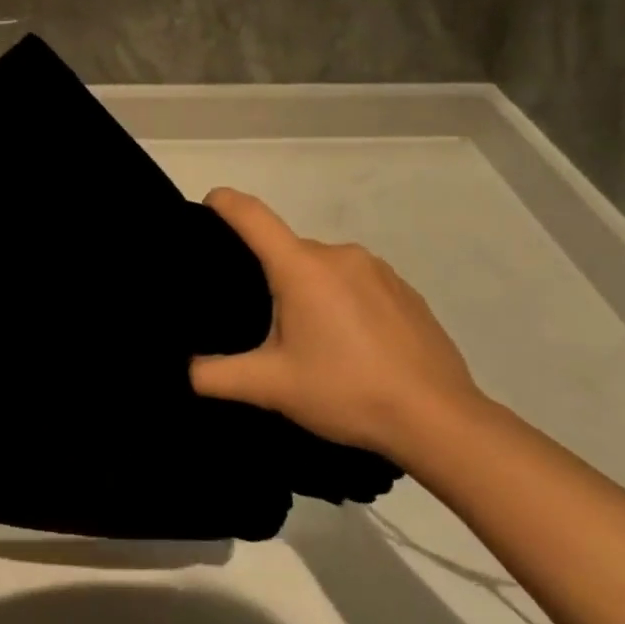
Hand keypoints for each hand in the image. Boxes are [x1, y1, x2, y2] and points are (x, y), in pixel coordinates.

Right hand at [188, 188, 480, 459]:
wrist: (440, 420)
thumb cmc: (347, 392)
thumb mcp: (271, 387)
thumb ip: (215, 375)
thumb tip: (185, 369)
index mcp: (302, 267)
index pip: (252, 214)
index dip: (223, 203)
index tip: (206, 209)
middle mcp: (340, 254)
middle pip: (286, 250)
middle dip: (269, 277)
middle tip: (263, 326)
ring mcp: (378, 270)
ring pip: (323, 269)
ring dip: (308, 292)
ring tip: (310, 342)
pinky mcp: (405, 291)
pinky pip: (357, 284)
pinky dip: (343, 303)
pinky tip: (352, 346)